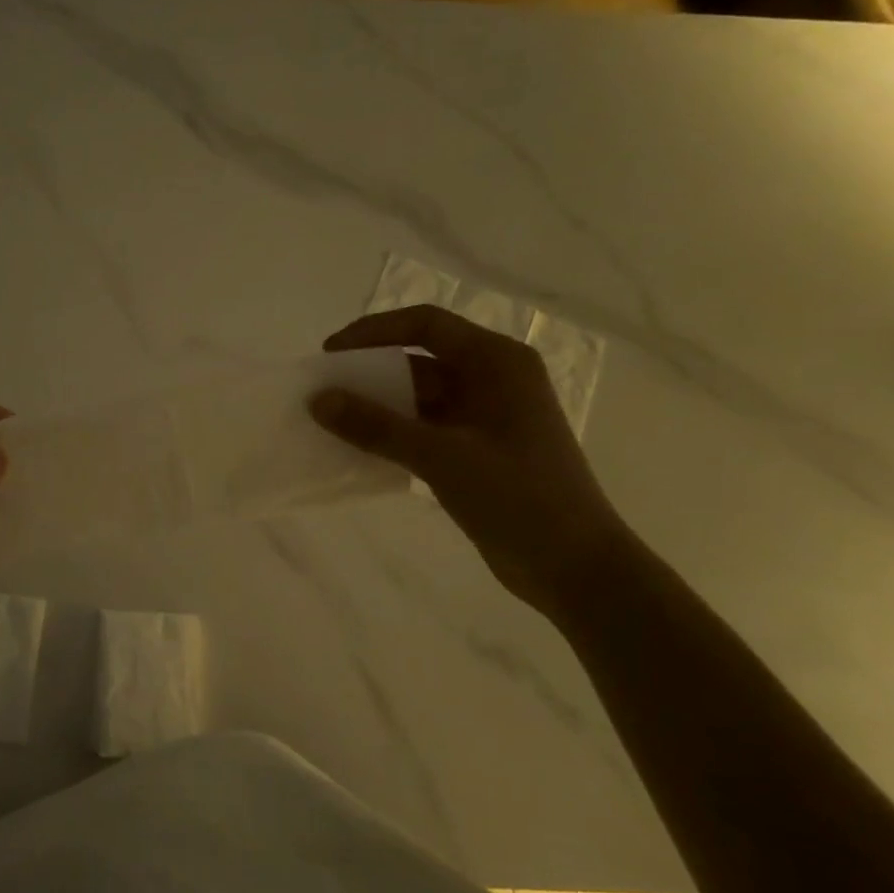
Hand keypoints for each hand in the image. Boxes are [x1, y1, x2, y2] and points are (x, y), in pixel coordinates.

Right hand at [310, 305, 632, 613]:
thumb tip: (318, 400)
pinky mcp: (477, 451)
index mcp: (497, 362)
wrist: (575, 567)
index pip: (425, 325)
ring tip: (331, 422)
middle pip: (419, 360)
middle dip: (370, 373)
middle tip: (323, 391)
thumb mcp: (442, 456)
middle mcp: (493, 380)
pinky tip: (359, 450)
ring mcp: (486, 417)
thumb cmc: (518, 497)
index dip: (373, 332)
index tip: (330, 355)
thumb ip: (377, 426)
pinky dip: (392, 434)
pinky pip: (424, 429)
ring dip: (378, 407)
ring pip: (419, 397)